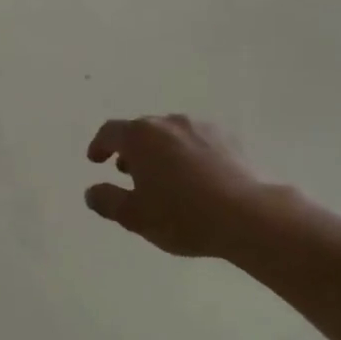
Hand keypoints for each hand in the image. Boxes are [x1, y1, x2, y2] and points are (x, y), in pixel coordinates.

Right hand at [84, 115, 270, 258]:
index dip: (99, 145)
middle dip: (130, 149)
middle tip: (128, 172)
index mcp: (140, 137)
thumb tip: (92, 191)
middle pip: (141, 130)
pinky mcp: (228, 138)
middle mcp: (168, 123)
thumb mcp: (135, 217)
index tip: (96, 161)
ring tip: (162, 176)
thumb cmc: (183, 216)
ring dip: (159, 151)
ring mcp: (201, 127)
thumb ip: (107, 201)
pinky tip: (194, 177)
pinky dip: (186, 154)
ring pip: (170, 134)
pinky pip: (196, 141)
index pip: (110, 132)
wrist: (248, 215)